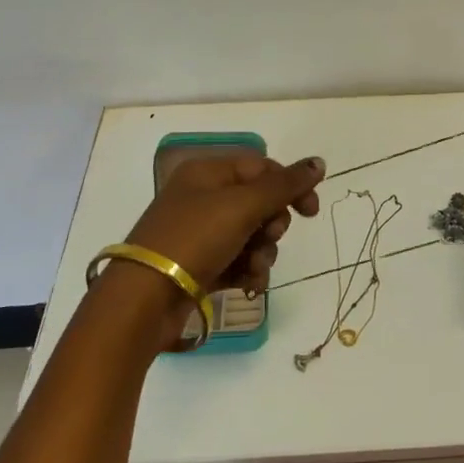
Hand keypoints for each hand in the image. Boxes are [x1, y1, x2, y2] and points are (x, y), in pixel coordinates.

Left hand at [109, 153, 324, 348]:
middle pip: (258, 203)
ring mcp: (200, 234)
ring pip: (251, 236)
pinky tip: (248, 285)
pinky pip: (238, 262)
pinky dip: (248, 272)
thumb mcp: (242, 206)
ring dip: (262, 253)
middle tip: (268, 238)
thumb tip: (319, 162)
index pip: (261, 168)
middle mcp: (203, 198)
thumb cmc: (194, 239)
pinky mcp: (200, 267)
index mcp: (207, 173)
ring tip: (254, 268)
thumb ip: (284, 185)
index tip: (311, 211)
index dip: (289, 186)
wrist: (144, 299)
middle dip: (272, 225)